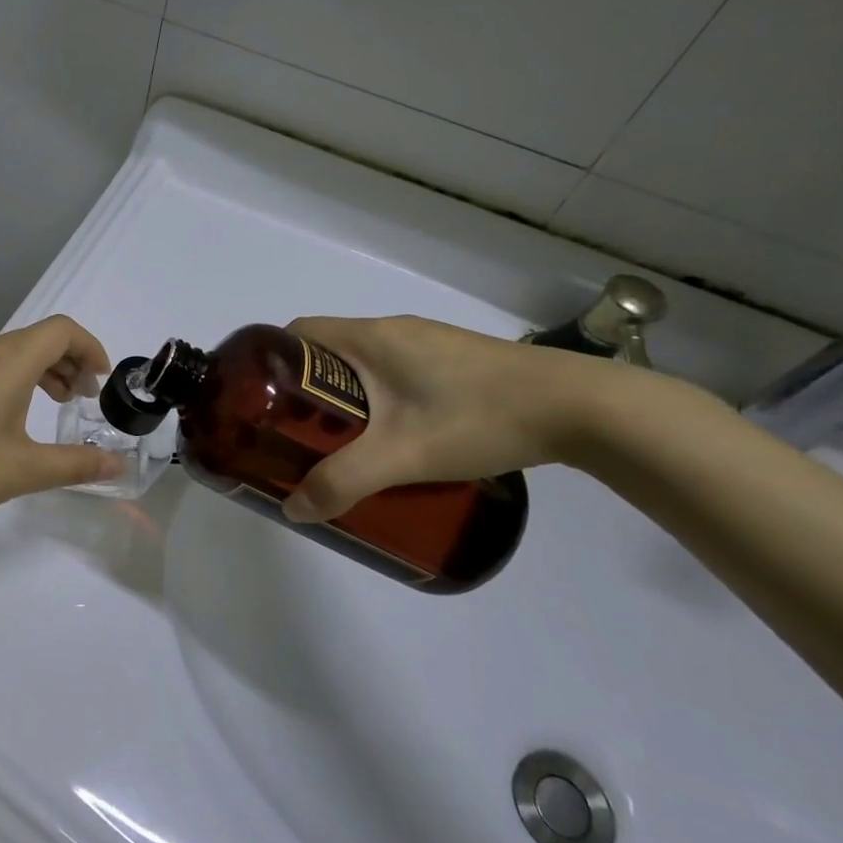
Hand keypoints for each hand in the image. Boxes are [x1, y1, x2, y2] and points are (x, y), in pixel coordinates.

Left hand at [0, 315, 122, 542]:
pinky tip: (11, 419)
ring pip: (13, 353)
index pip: (61, 330)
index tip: (103, 383)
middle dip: (71, 362)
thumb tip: (117, 465)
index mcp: (7, 361)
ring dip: (43, 371)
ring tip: (55, 406)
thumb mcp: (23, 471)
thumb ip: (76, 465)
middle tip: (83, 401)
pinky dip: (15, 380)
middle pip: (38, 338)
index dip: (91, 348)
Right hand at [282, 315, 613, 522]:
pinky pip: (394, 374)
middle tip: (296, 437)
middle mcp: (392, 331)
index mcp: (368, 337)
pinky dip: (378, 401)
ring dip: (344, 400)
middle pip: (325, 353)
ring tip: (342, 445)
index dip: (271, 365)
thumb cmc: (478, 417)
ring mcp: (427, 345)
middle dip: (304, 393)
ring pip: (362, 367)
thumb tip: (293, 510)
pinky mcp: (455, 363)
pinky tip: (397, 439)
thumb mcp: (402, 456)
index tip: (261, 405)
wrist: (581, 408)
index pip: (295, 334)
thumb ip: (342, 483)